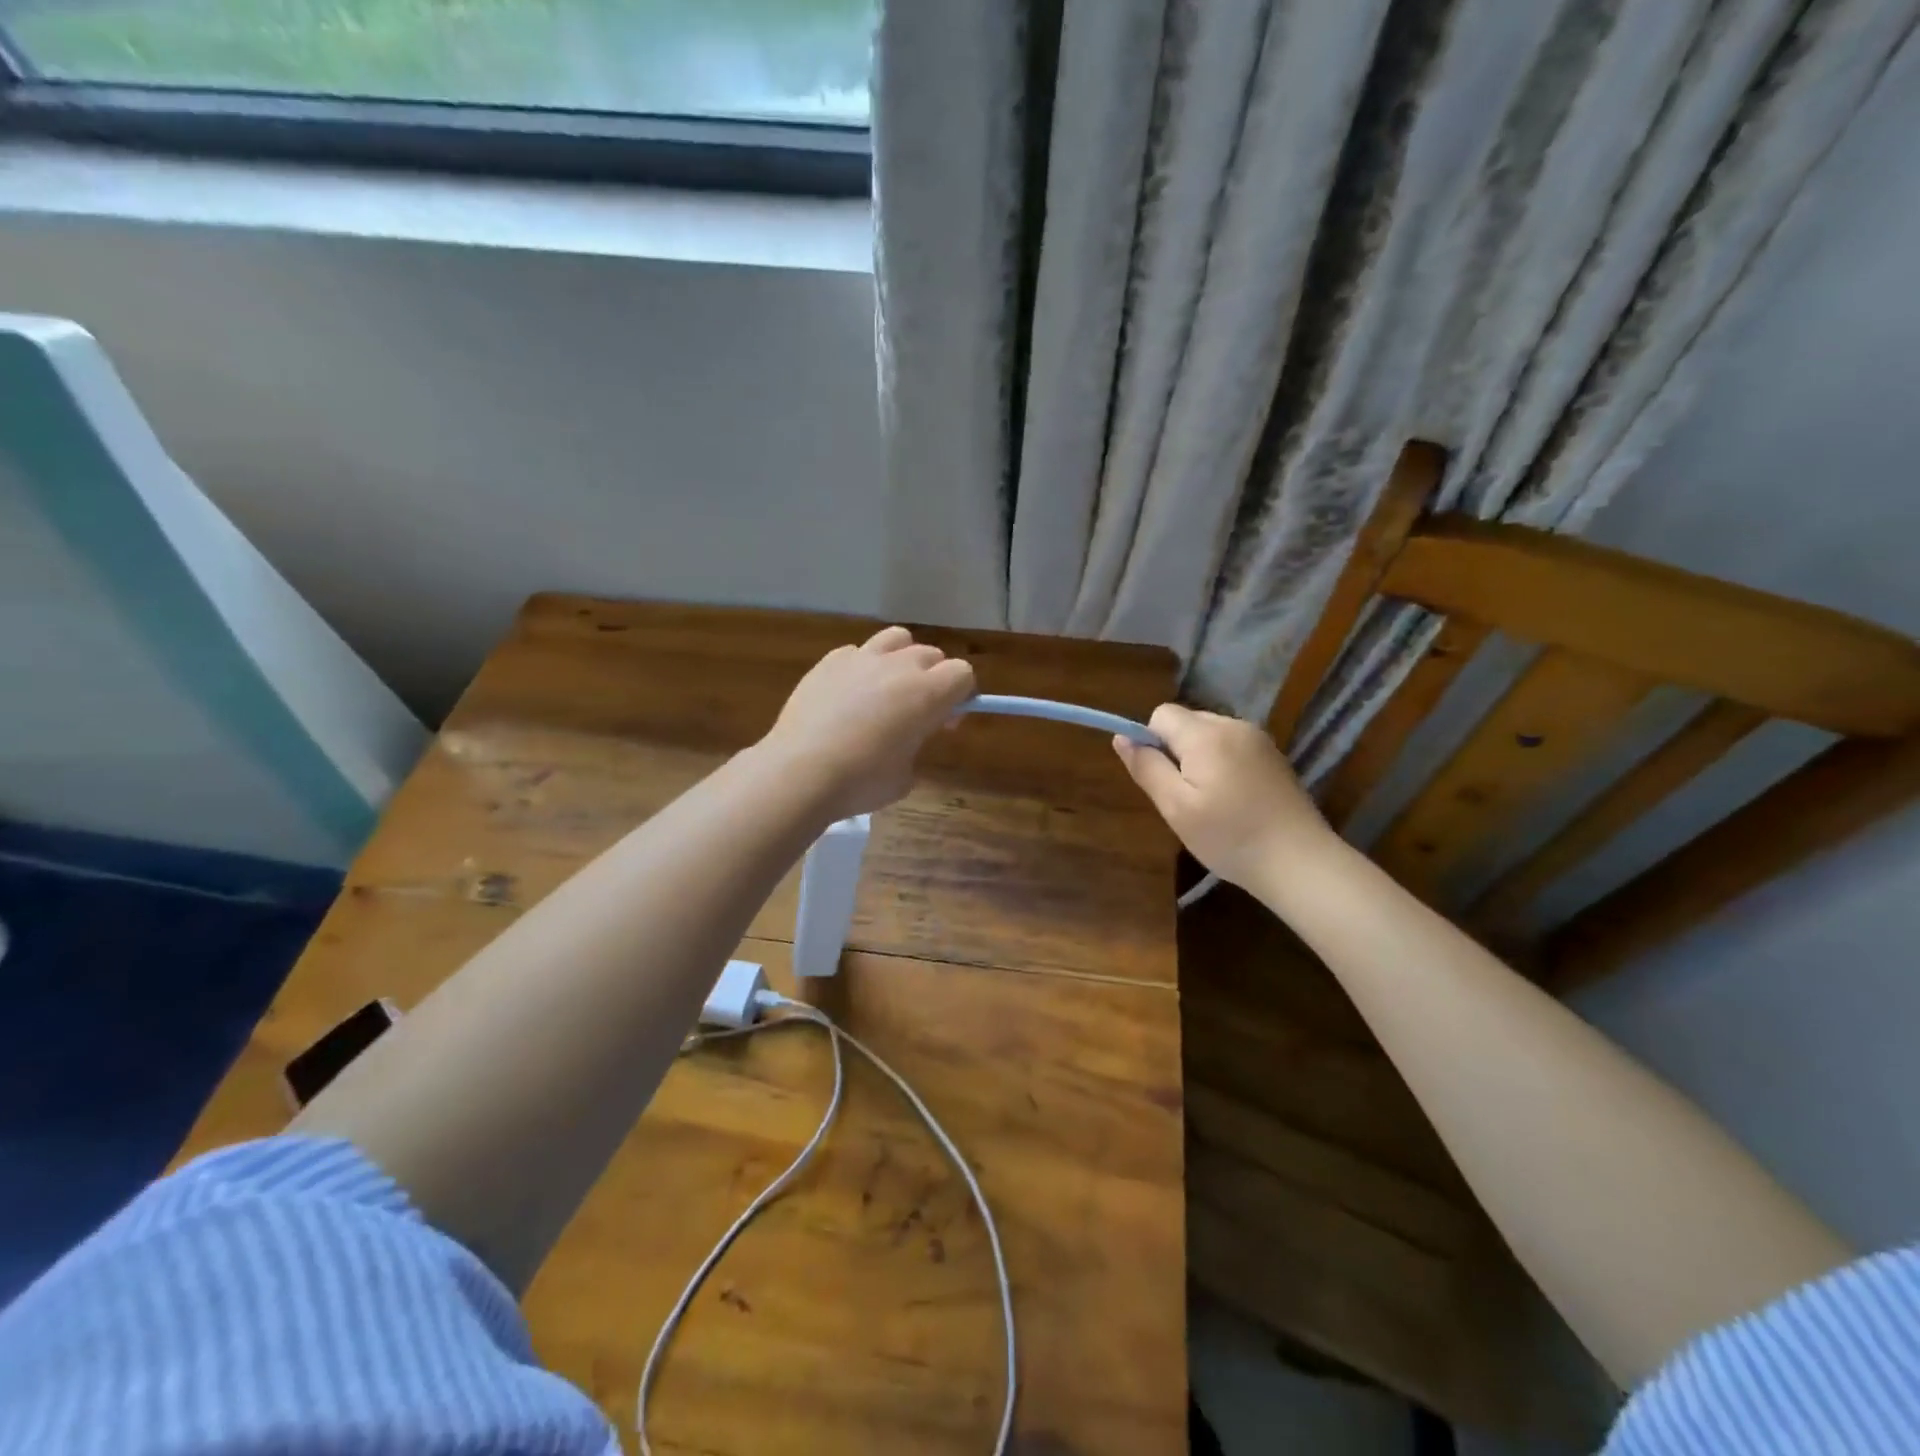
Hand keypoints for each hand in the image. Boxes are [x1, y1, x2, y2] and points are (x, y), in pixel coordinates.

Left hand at [761, 626, 975, 820]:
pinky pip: (857, 652)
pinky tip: (848, 694)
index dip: (962, 695)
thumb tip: (907, 739)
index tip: (947, 721)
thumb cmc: (861, 782)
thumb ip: (916, 747)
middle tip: (919, 712)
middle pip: (932, 655)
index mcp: (927, 694)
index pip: (963, 673)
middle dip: (934, 678)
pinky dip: (862, 668)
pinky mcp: (829, 661)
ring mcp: (861, 658)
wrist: (800, 772)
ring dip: (901, 658)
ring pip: (897, 639)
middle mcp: (899, 666)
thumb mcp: (905, 776)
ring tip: (888, 688)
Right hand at [1113, 704, 1334, 889]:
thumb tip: (1120, 738)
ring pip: (1210, 734)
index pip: (1161, 714)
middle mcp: (1233, 725)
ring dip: (1199, 758)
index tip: (1160, 779)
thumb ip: (1147, 767)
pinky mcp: (1274, 756)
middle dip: (1176, 751)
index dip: (1150, 741)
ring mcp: (1258, 740)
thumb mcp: (1175, 807)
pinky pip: (1232, 747)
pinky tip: (1234, 800)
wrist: (1299, 862)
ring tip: (1210, 802)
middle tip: (1184, 797)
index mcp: (1206, 735)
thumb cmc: (1229, 837)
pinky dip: (1222, 765)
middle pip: (1187, 721)